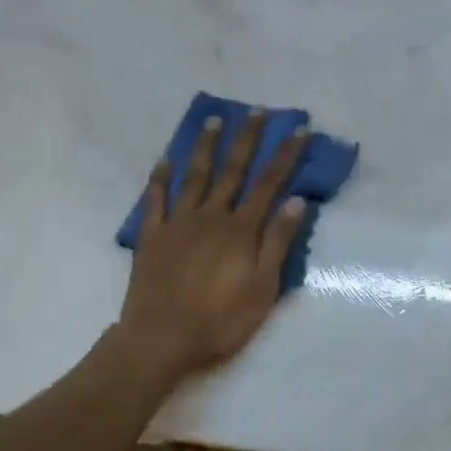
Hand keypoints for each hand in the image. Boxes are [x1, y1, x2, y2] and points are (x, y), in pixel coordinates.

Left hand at [117, 113, 308, 382]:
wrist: (160, 340)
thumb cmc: (220, 320)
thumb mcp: (263, 288)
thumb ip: (277, 242)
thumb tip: (296, 200)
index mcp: (240, 230)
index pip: (268, 184)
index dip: (285, 156)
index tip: (297, 130)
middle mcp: (210, 216)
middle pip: (232, 171)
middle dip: (246, 139)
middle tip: (256, 110)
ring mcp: (178, 224)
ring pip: (194, 176)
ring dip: (205, 147)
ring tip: (212, 120)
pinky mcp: (152, 237)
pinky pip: (155, 200)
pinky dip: (160, 179)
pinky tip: (164, 161)